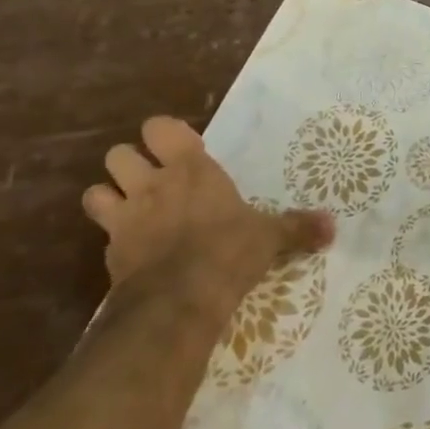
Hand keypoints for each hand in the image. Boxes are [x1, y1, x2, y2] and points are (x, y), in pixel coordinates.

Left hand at [81, 116, 333, 305]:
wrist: (179, 300)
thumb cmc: (228, 251)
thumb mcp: (269, 237)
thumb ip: (297, 227)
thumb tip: (333, 227)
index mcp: (191, 168)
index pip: (159, 128)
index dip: (164, 135)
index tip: (181, 150)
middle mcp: (152, 184)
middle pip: (118, 154)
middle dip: (130, 164)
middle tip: (153, 181)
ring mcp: (125, 218)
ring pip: (96, 191)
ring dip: (109, 197)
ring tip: (132, 210)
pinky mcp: (110, 253)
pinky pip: (102, 235)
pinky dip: (113, 239)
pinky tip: (132, 251)